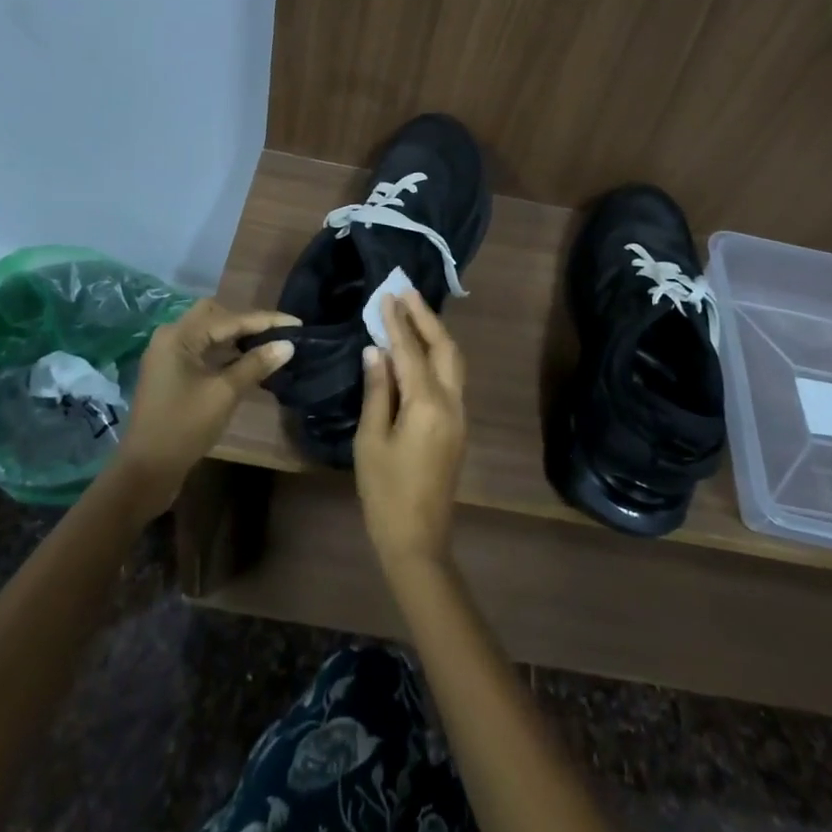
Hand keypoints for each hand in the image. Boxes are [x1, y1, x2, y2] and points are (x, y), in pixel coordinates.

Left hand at [113, 299, 297, 513]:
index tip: (296, 323)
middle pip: (216, 316)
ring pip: (209, 333)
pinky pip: (203, 350)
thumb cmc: (184, 428)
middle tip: (277, 333)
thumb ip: (256, 364)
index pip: (230, 318)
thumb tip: (288, 345)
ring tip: (269, 345)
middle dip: (248, 322)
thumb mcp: (224, 394)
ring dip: (237, 337)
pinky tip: (247, 362)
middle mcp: (171, 337)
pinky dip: (225, 352)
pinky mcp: (171, 373)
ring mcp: (168, 355)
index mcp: (179, 336)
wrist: (145, 471)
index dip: (266, 320)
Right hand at [354, 292, 467, 574]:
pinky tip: (420, 349)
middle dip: (426, 317)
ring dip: (435, 333)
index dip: (398, 321)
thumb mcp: (371, 440)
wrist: (418, 538)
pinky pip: (451, 378)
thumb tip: (376, 351)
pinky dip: (437, 354)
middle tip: (405, 292)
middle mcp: (452, 402)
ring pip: (453, 361)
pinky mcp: (458, 426)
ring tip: (413, 311)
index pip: (411, 351)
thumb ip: (377, 391)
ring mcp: (460, 414)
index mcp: (427, 404)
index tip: (386, 295)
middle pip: (445, 348)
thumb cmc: (385, 491)